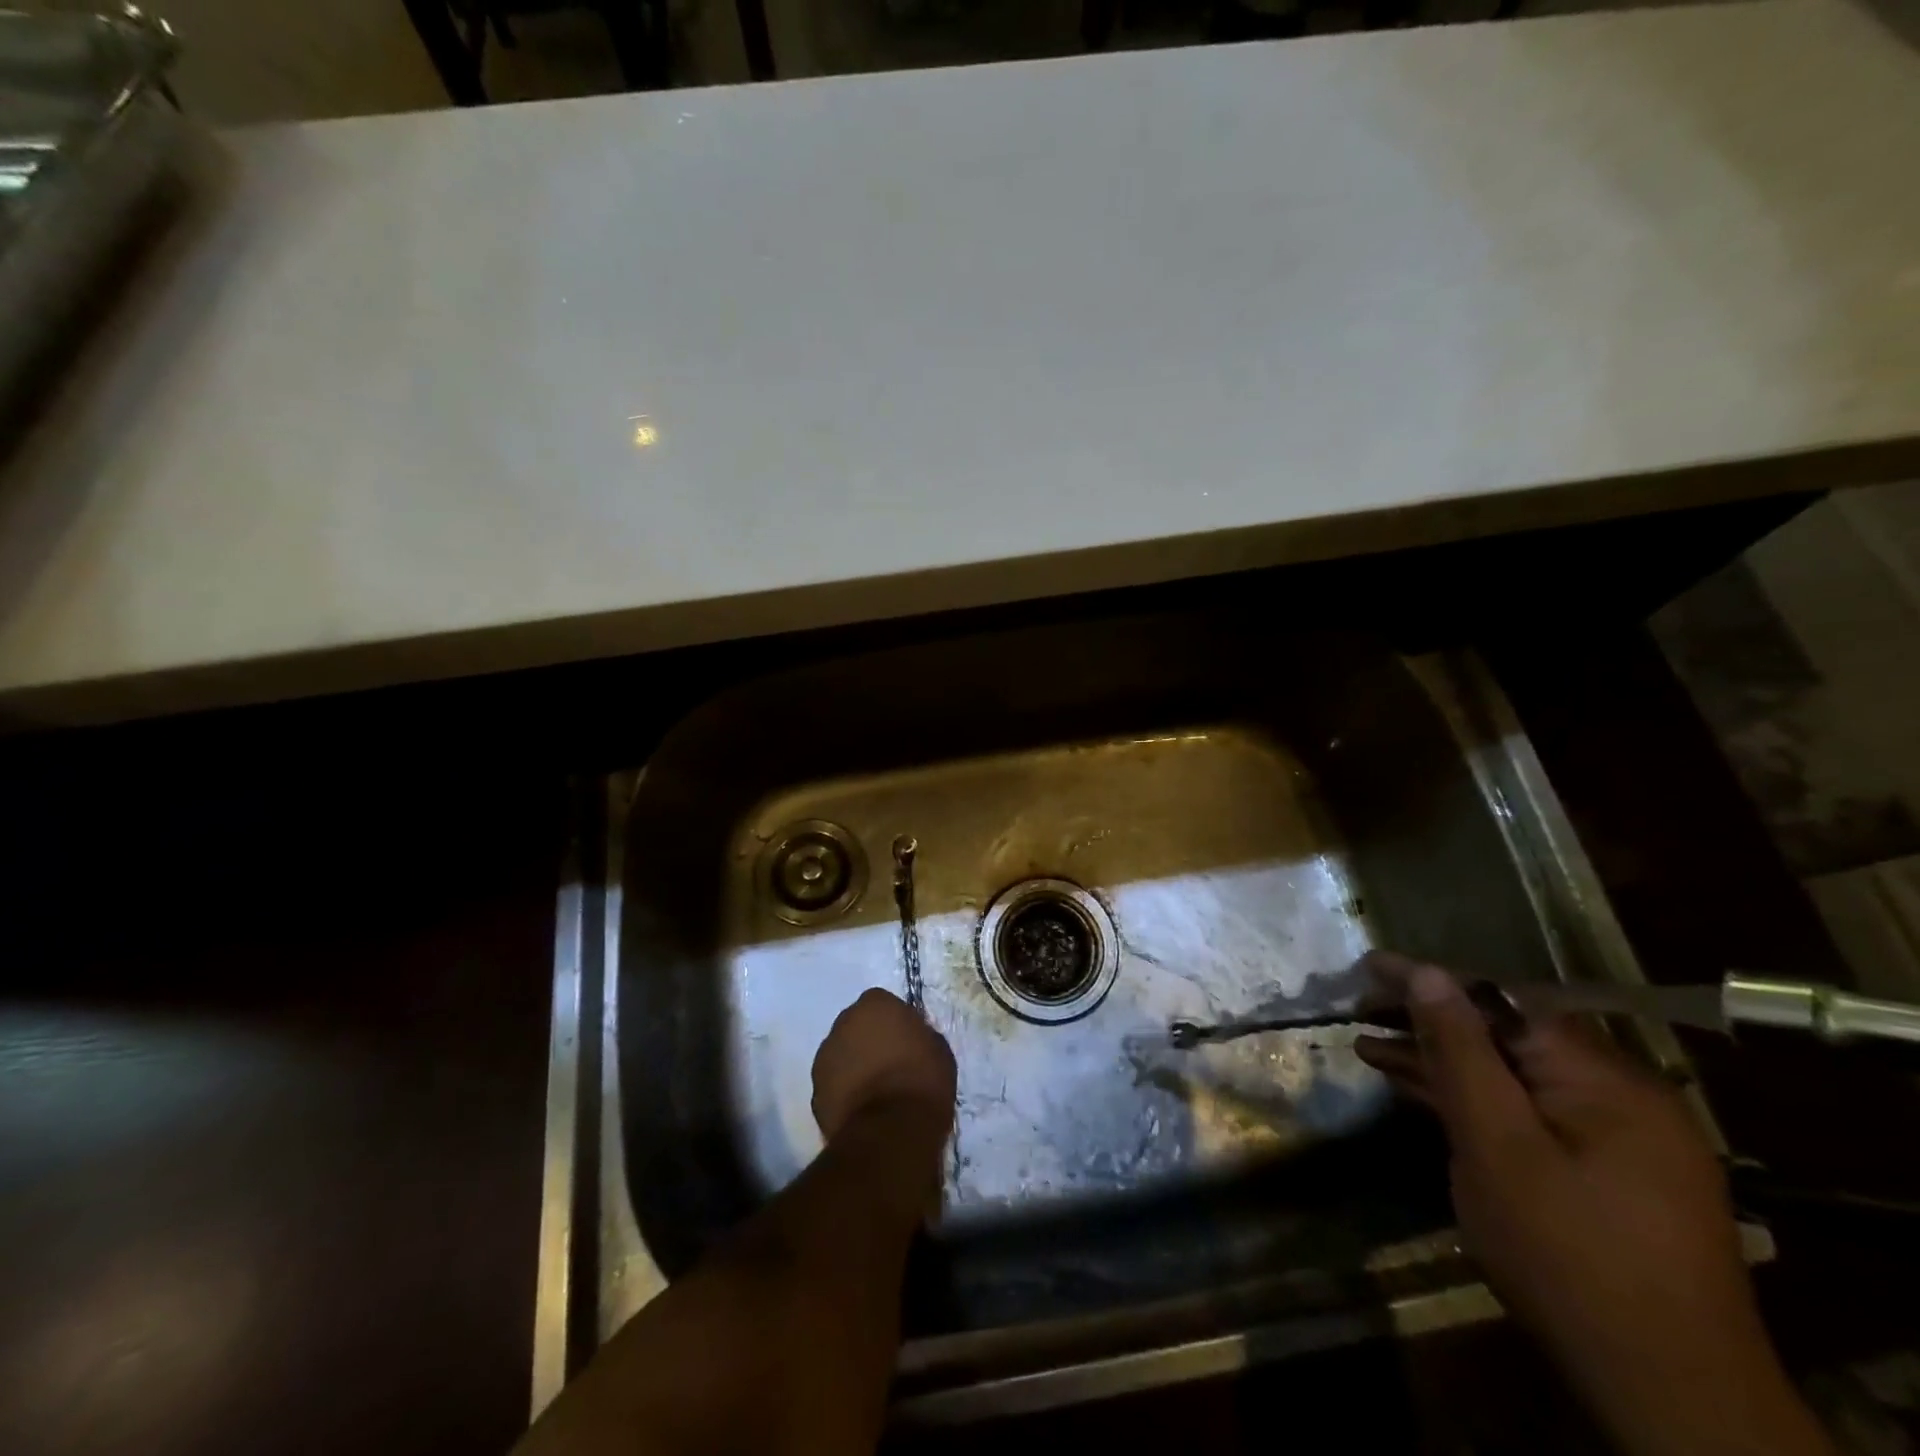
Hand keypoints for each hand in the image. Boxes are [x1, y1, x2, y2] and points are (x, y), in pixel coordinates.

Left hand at [812, 988, 956, 1143]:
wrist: (890, 1132)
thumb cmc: (922, 1081)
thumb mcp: (938, 1049)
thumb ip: (919, 1035)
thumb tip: (911, 1041)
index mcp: (875, 1004)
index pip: (882, 1004)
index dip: (895, 1024)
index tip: (907, 1044)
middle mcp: (843, 1022)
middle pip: (857, 1027)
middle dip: (869, 1041)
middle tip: (890, 1065)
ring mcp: (824, 1057)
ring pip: (842, 1055)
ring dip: (854, 1066)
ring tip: (876, 1093)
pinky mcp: (815, 1092)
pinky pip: (834, 1086)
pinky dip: (845, 1093)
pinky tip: (863, 1111)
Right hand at [1353, 951, 1833, 1455]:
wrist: (1668, 1397)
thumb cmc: (1569, 1255)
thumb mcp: (1497, 1145)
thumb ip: (1460, 1053)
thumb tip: (1427, 974)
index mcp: (1604, 1078)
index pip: (1500, 1002)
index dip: (1429, 980)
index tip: (1367, 965)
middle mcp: (1618, 1094)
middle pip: (1505, 1035)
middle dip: (1429, 1020)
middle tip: (1360, 1007)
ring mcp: (1615, 1137)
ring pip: (1511, 1076)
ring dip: (1442, 1061)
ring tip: (1370, 1045)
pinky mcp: (1603, 1172)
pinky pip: (1526, 1113)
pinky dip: (1473, 1100)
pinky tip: (1421, 1092)